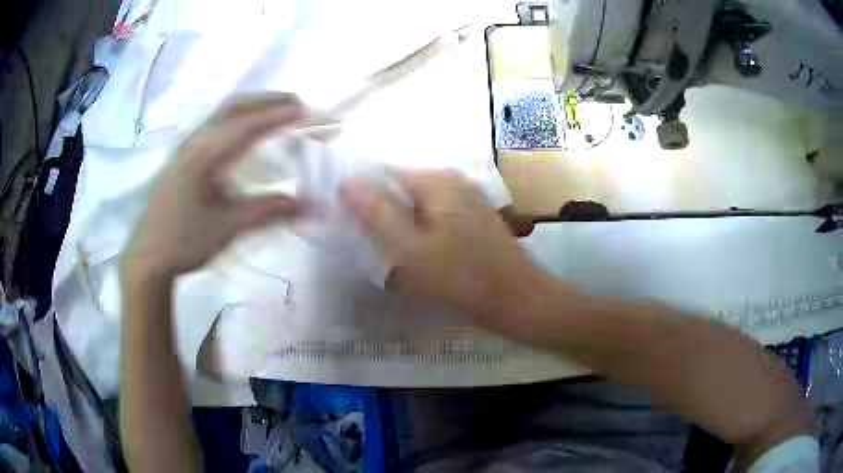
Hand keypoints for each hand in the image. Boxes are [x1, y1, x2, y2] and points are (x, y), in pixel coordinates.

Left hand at [121, 93, 304, 279]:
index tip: (304, 110)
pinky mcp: (179, 157)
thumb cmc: (184, 241)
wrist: (147, 256)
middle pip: (232, 107)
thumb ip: (266, 211)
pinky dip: (234, 119)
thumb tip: (304, 203)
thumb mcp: (226, 228)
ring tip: (274, 110)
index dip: (276, 116)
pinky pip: (211, 125)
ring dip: (249, 106)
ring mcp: (183, 148)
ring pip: (219, 113)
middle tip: (295, 102)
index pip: (245, 126)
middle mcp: (192, 142)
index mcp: (202, 156)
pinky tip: (241, 131)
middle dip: (265, 100)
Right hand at [341, 170, 539, 331]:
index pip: (384, 175)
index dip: (363, 198)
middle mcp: (453, 181)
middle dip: (383, 215)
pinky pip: (435, 219)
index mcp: (436, 180)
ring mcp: (467, 199)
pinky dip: (422, 234)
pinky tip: (421, 259)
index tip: (351, 226)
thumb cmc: (462, 278)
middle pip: (402, 190)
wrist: (518, 301)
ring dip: (402, 228)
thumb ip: (377, 212)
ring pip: (418, 207)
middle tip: (372, 248)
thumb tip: (347, 181)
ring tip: (394, 257)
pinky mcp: (474, 219)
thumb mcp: (410, 248)